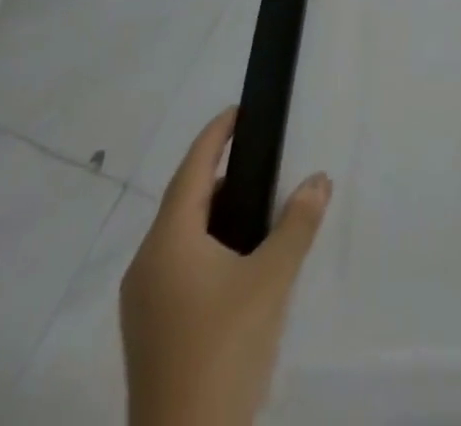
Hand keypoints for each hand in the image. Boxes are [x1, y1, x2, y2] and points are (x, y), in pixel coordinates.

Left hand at [120, 107, 331, 425]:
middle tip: (259, 159)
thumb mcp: (271, 280)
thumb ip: (297, 224)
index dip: (215, 136)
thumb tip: (318, 180)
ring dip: (213, 215)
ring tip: (255, 208)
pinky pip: (176, 267)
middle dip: (219, 175)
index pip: (192, 170)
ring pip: (178, 237)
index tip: (238, 110)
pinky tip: (235, 263)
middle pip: (182, 202)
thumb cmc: (224, 351)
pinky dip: (205, 247)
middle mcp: (146, 265)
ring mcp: (141, 304)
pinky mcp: (148, 333)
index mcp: (168, 242)